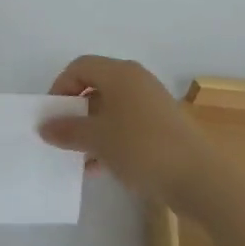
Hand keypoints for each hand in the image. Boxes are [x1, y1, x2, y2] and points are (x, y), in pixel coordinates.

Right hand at [38, 56, 211, 203]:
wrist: (200, 178)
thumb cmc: (143, 148)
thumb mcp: (98, 140)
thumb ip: (68, 130)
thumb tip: (44, 126)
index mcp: (120, 73)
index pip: (80, 67)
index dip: (60, 87)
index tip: (51, 115)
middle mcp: (136, 80)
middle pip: (96, 86)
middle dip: (75, 111)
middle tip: (62, 136)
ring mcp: (152, 103)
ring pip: (111, 108)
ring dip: (92, 129)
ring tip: (79, 158)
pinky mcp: (163, 125)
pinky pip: (127, 124)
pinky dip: (111, 139)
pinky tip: (101, 167)